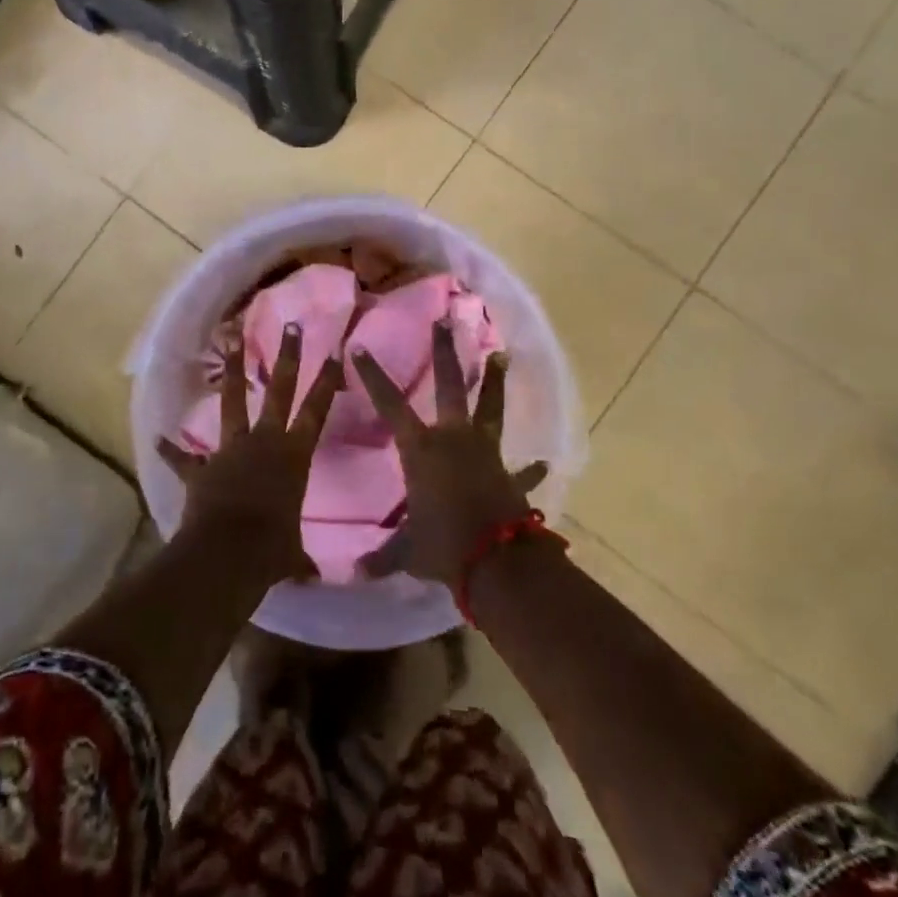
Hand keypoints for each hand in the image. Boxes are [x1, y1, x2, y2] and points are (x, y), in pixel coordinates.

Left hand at [157, 326, 344, 584]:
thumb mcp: (291, 554)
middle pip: (280, 391)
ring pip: (234, 400)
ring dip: (234, 370)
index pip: (316, 411)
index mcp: (293, 456)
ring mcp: (230, 449)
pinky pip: (184, 457)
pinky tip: (159, 437)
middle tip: (292, 326)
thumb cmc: (271, 550)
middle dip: (288, 357)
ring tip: (230, 337)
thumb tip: (312, 578)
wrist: (227, 554)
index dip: (327, 382)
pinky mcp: (202, 467)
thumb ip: (298, 557)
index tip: (335, 352)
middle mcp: (264, 442)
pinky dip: (173, 450)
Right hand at [354, 321, 547, 585]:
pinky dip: (531, 469)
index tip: (360, 347)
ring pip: (491, 408)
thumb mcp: (407, 553)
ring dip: (495, 381)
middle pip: (449, 385)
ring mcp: (487, 452)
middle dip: (444, 352)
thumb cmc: (443, 547)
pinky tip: (543, 463)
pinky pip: (523, 470)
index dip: (373, 376)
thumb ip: (383, 557)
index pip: (390, 405)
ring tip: (501, 354)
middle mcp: (454, 439)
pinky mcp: (511, 474)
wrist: (498, 564)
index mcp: (422, 450)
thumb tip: (354, 574)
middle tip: (445, 322)